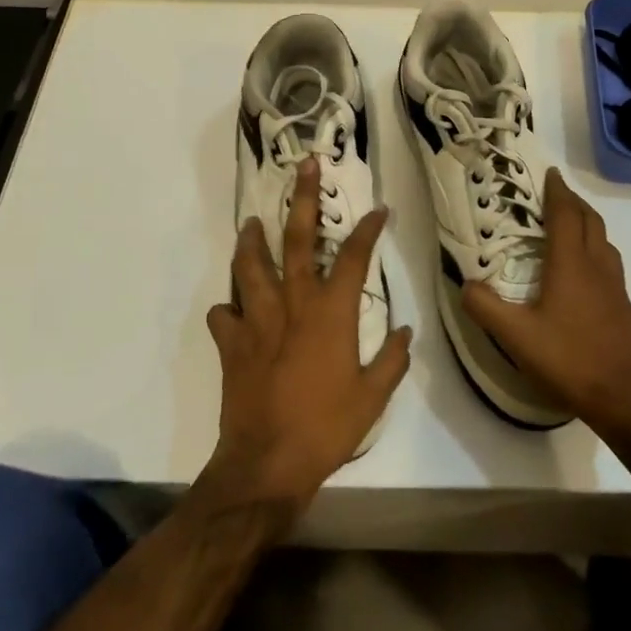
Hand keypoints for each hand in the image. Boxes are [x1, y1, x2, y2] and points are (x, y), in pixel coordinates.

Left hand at [202, 159, 411, 522]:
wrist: (266, 464)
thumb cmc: (326, 428)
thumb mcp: (373, 397)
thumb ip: (392, 360)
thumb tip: (406, 331)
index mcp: (331, 313)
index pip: (354, 257)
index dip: (368, 229)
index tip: (378, 209)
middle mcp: (293, 304)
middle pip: (298, 240)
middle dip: (303, 199)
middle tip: (304, 167)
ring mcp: (258, 319)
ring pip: (251, 265)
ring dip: (252, 239)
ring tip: (252, 222)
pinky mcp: (232, 342)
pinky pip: (224, 313)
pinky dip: (229, 306)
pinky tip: (234, 306)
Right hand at [462, 168, 630, 439]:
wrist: (626, 400)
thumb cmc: (570, 360)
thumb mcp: (516, 337)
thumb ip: (486, 307)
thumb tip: (465, 284)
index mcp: (572, 264)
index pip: (566, 215)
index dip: (557, 191)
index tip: (549, 172)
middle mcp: (598, 267)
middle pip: (590, 221)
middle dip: (573, 202)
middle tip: (554, 195)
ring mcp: (616, 287)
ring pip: (604, 241)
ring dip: (587, 224)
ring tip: (568, 226)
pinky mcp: (624, 308)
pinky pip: (610, 263)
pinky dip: (595, 250)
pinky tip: (583, 272)